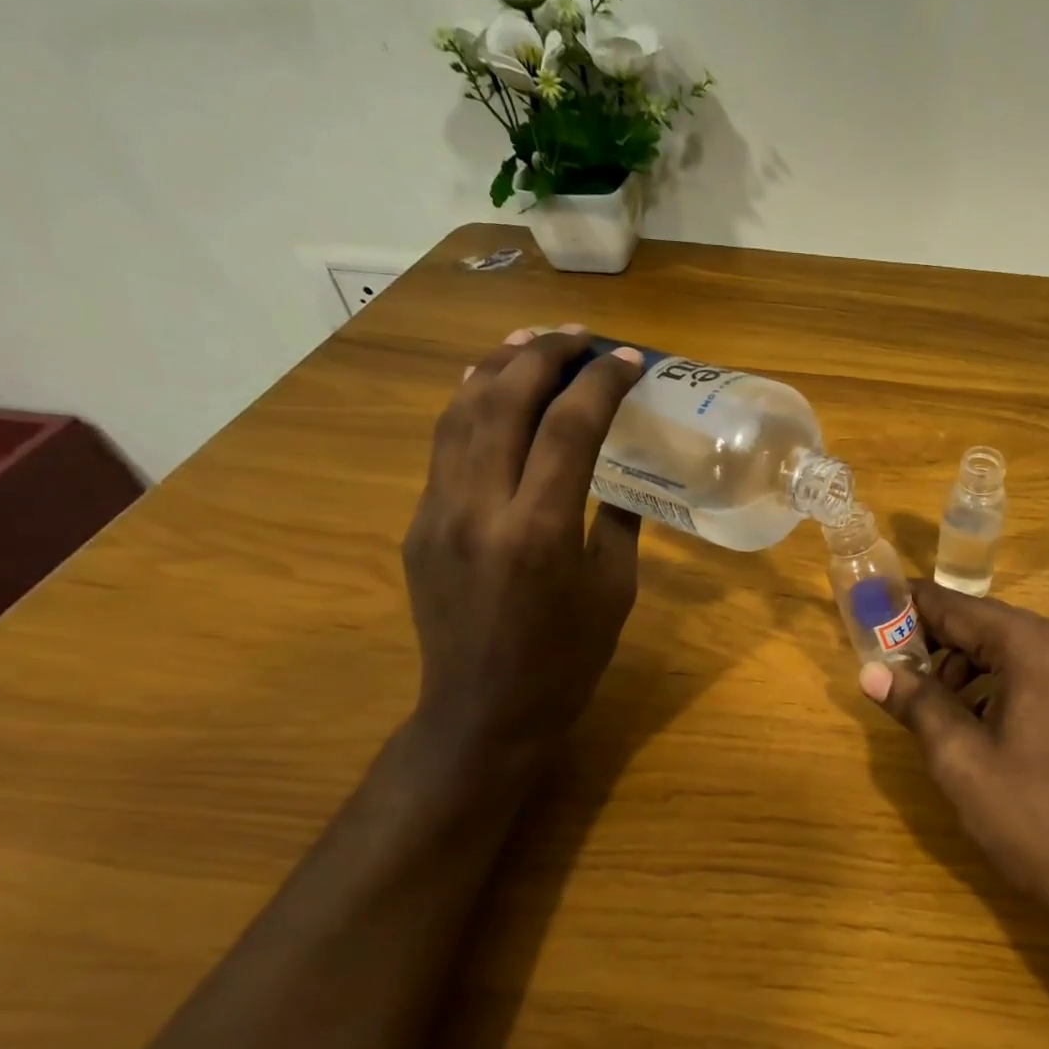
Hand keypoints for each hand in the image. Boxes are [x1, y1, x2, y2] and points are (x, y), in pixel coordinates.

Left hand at [402, 326, 643, 771]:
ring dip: (498, 367)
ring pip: (460, 414)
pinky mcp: (419, 523)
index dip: (601, 384)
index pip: (569, 429)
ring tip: (530, 341)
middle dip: (544, 356)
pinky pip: (443, 447)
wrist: (484, 710)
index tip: (629, 360)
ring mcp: (438, 513)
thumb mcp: (614, 590)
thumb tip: (621, 475)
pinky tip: (490, 389)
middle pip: (504, 402)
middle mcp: (480, 509)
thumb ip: (618, 522)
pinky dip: (470, 405)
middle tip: (579, 337)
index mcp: (540, 532)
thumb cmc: (567, 659)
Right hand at [860, 582, 1048, 931]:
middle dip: (936, 643)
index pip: (959, 607)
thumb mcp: (961, 760)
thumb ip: (916, 703)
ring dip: (965, 666)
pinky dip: (997, 683)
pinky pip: (1034, 672)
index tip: (870, 610)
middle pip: (986, 625)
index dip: (910, 607)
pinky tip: (974, 720)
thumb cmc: (1034, 820)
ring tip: (930, 703)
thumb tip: (870, 671)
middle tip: (891, 669)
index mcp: (1038, 646)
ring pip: (1009, 649)